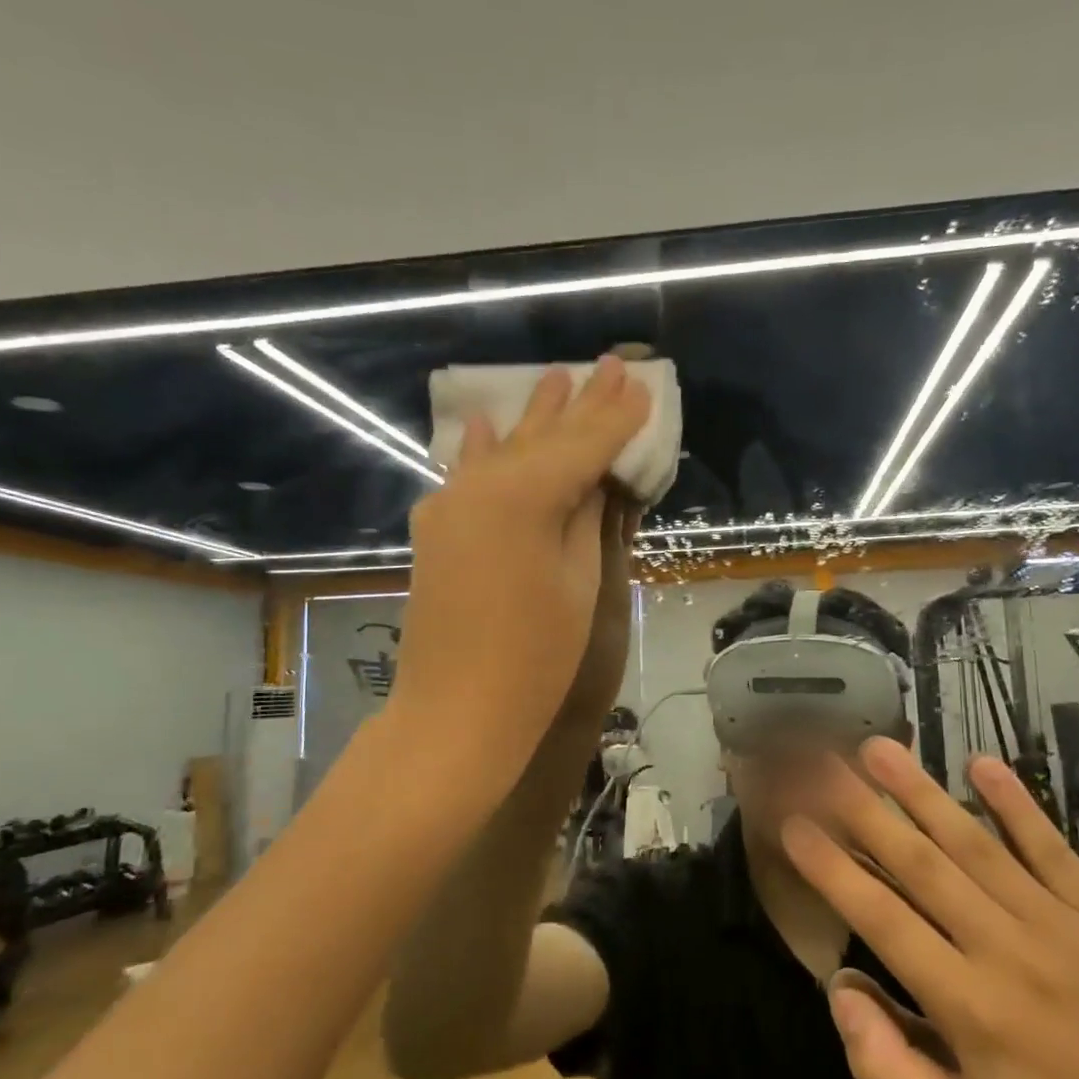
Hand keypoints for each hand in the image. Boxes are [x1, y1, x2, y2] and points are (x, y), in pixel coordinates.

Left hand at [389, 358, 649, 801]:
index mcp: (524, 496)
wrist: (454, 713)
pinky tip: (490, 422)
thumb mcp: (579, 583)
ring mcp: (450, 504)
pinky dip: (484, 449)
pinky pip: (467, 475)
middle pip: (542, 438)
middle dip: (579, 404)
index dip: (616, 418)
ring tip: (557, 377)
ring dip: (534, 417)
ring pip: (504, 449)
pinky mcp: (437, 529)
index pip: (583, 445)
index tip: (641, 386)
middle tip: (609, 365)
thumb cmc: (535, 658)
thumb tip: (596, 477)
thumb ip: (587, 519)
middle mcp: (481, 485)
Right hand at [782, 741, 1078, 1078]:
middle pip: (921, 865)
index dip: (831, 868)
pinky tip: (980, 763)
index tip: (791, 823)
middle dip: (862, 808)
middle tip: (818, 762)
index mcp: (970, 1010)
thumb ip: (889, 1070)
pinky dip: (1015, 803)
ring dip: (921, 791)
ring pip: (975, 844)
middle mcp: (1007, 953)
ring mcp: (1060, 925)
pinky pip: (1052, 848)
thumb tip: (840, 985)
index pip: (882, 920)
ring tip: (877, 747)